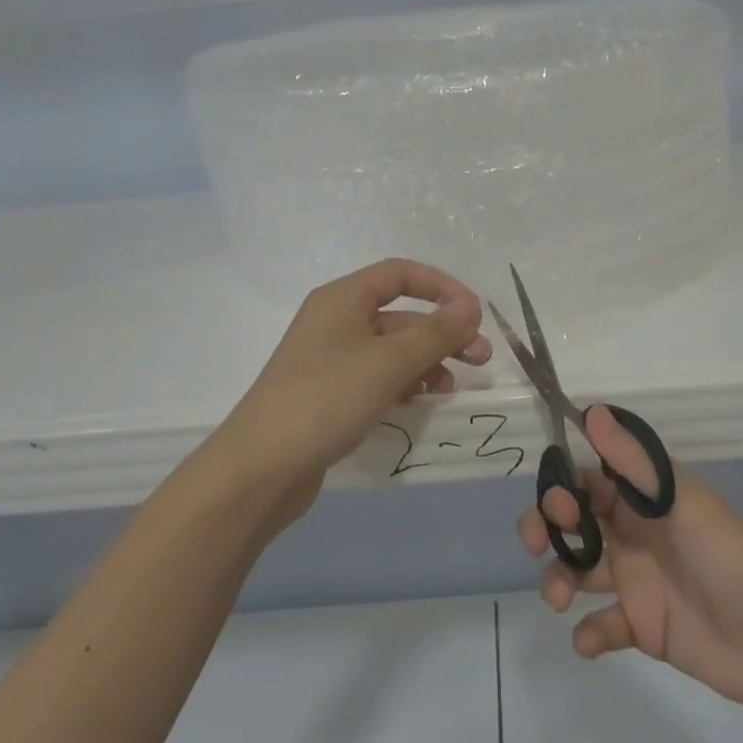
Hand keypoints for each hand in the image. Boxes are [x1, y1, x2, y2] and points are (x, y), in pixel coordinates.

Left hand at [217, 258, 491, 521]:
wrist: (262, 468)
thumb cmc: (326, 400)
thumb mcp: (388, 363)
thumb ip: (434, 333)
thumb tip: (471, 306)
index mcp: (342, 299)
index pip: (400, 274)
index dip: (442, 287)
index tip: (475, 314)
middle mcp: (336, 322)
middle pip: (400, 314)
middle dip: (443, 332)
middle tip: (480, 359)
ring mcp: (331, 360)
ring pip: (392, 350)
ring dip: (427, 361)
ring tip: (452, 388)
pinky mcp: (331, 394)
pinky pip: (378, 377)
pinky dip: (405, 383)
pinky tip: (423, 402)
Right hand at [519, 407, 742, 719]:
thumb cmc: (728, 558)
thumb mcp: (680, 502)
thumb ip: (633, 461)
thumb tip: (591, 411)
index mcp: (645, 500)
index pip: (590, 481)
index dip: (563, 488)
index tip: (558, 505)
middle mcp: (635, 534)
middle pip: (574, 523)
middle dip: (547, 528)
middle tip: (537, 543)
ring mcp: (636, 582)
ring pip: (578, 571)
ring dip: (558, 579)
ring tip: (560, 598)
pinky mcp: (642, 627)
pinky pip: (601, 624)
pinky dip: (588, 631)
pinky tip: (592, 637)